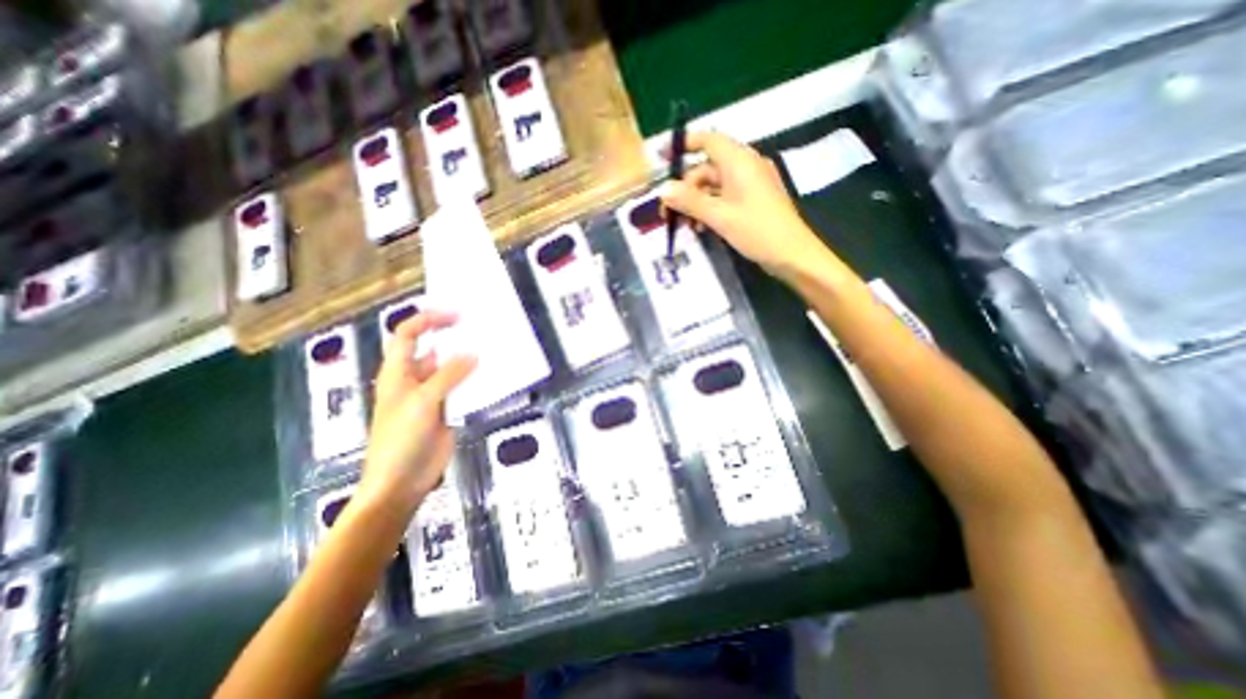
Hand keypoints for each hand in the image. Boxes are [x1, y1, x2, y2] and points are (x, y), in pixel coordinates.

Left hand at [364, 312, 476, 511]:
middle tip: (480, 328)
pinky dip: (475, 381)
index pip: (407, 335)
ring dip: (468, 360)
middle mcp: (414, 379)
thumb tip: (473, 354)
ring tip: (491, 348)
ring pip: (451, 369)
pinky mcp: (447, 409)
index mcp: (397, 373)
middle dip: (452, 337)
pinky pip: (463, 388)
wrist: (402, 482)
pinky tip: (492, 376)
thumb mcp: (422, 403)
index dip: (428, 320)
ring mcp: (433, 395)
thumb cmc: (401, 440)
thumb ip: (448, 376)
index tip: (456, 315)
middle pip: (433, 349)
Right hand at [660, 132, 835, 280]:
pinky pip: (724, 198)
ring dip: (695, 202)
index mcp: (739, 161)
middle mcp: (745, 166)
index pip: (707, 140)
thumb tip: (663, 189)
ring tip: (684, 225)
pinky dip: (709, 209)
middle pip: (706, 168)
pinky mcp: (752, 201)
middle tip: (668, 212)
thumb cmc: (757, 231)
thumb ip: (690, 201)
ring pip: (713, 186)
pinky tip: (701, 227)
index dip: (683, 144)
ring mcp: (750, 184)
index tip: (661, 156)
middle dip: (685, 188)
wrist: (792, 255)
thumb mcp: (720, 216)